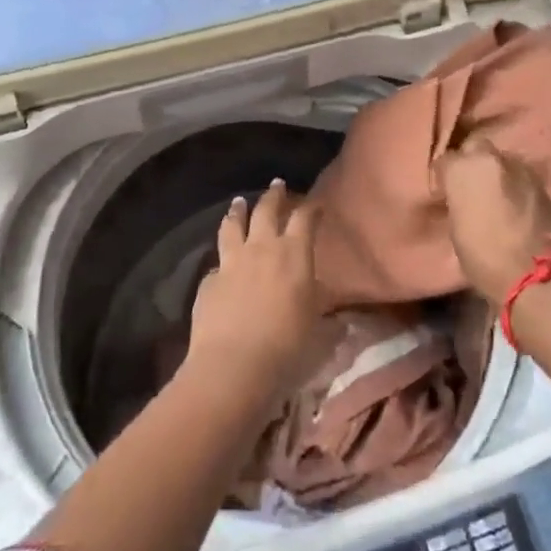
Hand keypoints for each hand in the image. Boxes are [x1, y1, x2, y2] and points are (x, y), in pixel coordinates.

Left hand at [186, 181, 327, 398]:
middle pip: (266, 211)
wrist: (234, 365)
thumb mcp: (318, 333)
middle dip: (273, 196)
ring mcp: (232, 262)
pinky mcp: (209, 281)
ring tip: (239, 202)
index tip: (316, 204)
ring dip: (237, 211)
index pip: (305, 219)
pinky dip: (222, 259)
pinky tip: (222, 264)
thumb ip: (328, 321)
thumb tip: (342, 321)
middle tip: (276, 185)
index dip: (312, 208)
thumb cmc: (286, 346)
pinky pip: (217, 263)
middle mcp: (262, 249)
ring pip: (233, 225)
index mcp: (294, 255)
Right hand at [434, 136, 550, 300]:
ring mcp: (522, 168)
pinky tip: (514, 205)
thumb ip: (458, 201)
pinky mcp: (544, 184)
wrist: (537, 276)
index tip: (445, 191)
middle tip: (470, 187)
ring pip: (502, 161)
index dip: (445, 176)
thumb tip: (461, 198)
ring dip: (497, 174)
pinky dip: (515, 186)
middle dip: (472, 163)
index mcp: (464, 168)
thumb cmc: (485, 257)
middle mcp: (493, 158)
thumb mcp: (457, 229)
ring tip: (494, 197)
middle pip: (476, 149)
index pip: (446, 160)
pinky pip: (521, 178)